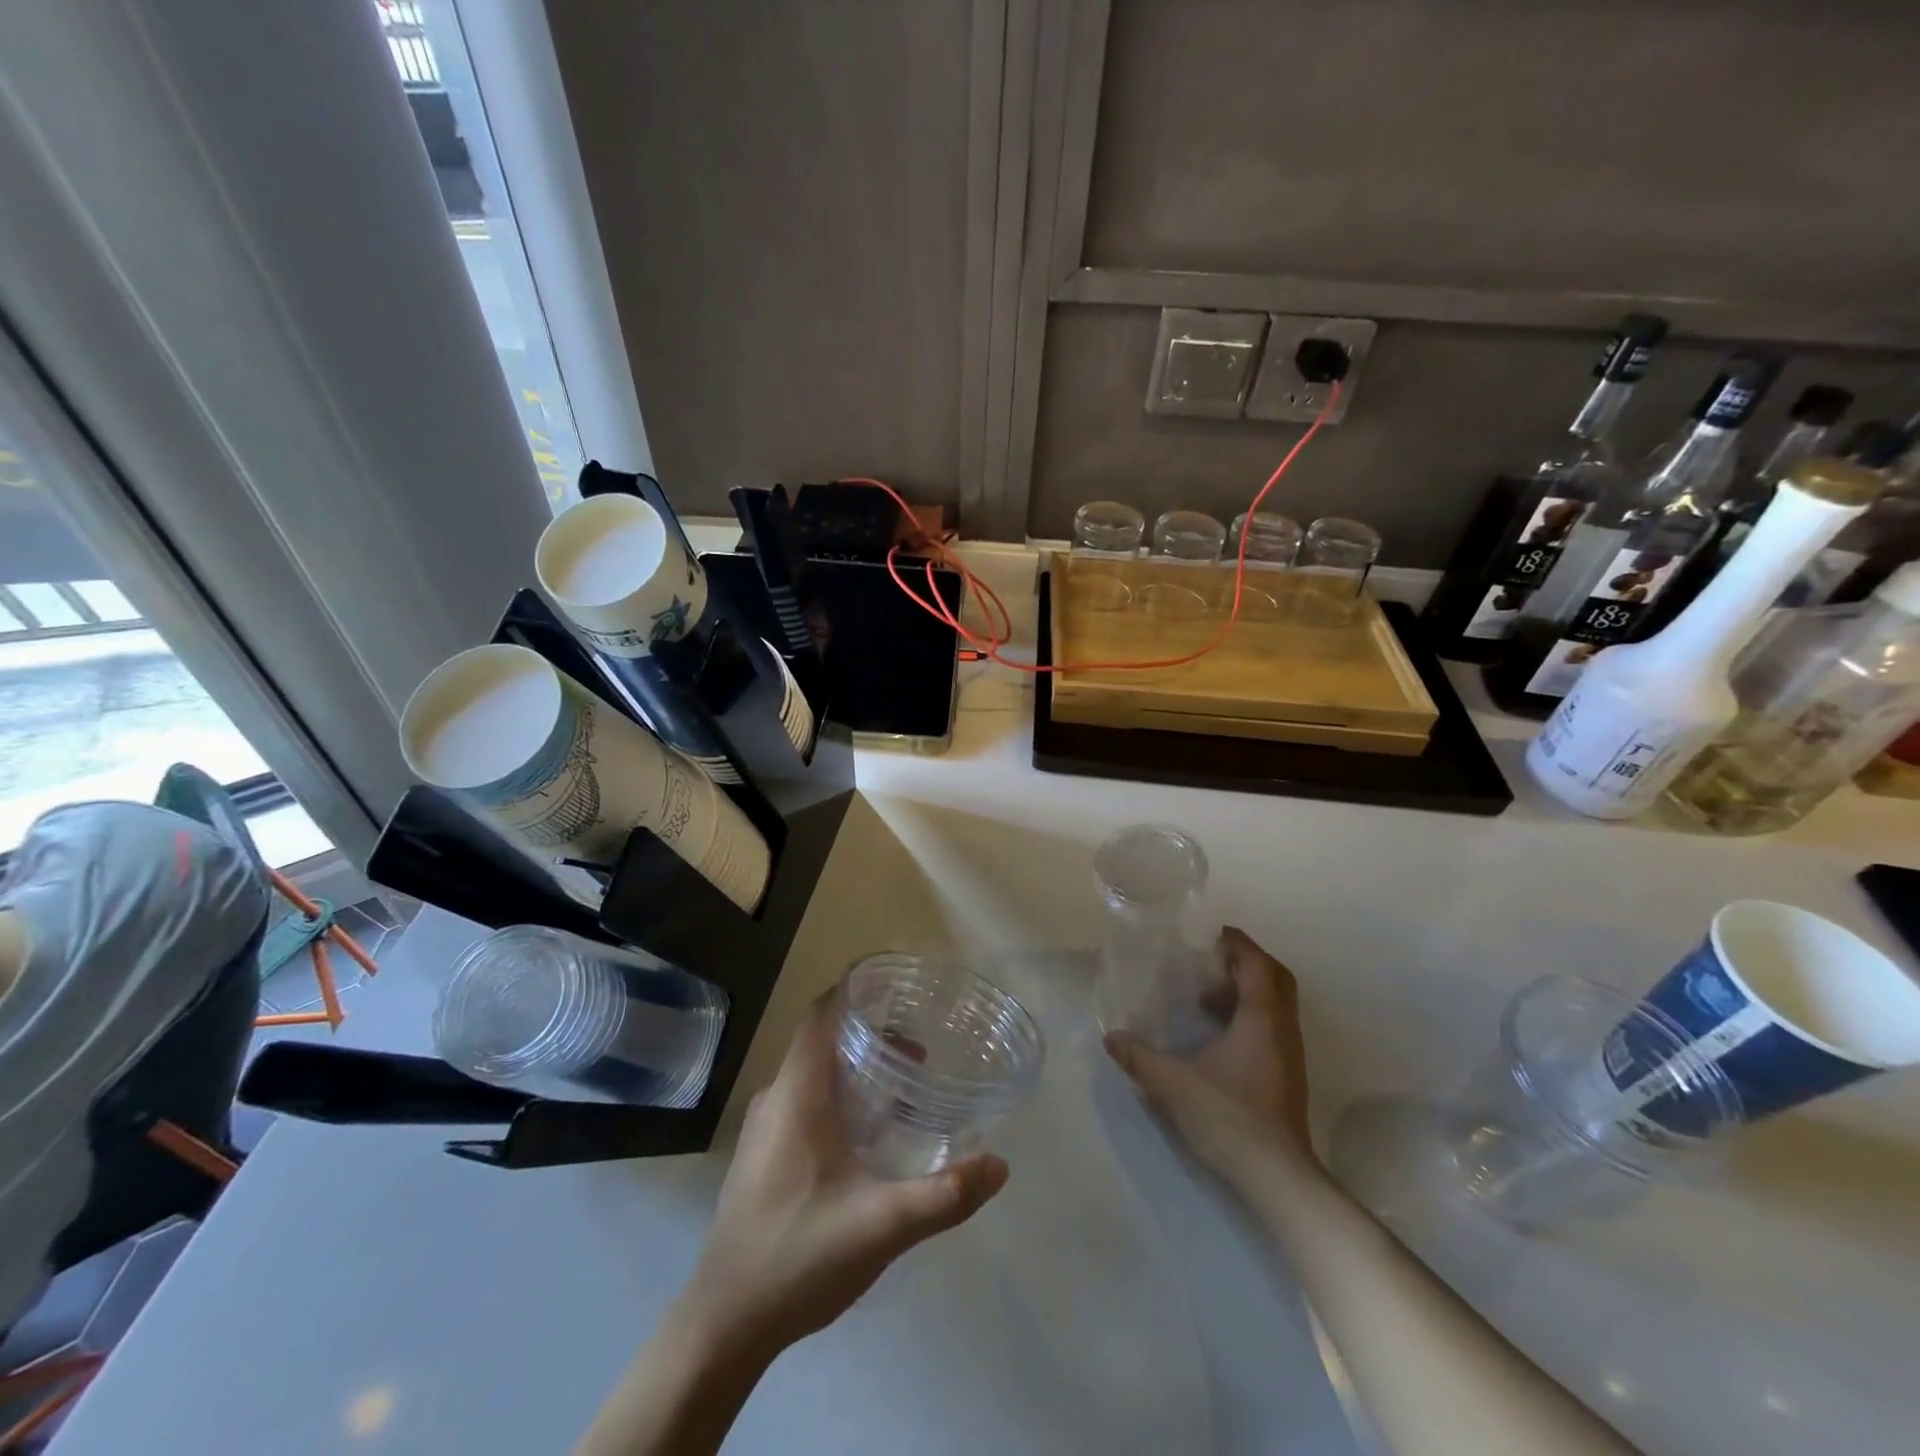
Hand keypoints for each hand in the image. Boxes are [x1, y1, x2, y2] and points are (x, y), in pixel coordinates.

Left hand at [676, 989, 1009, 1362]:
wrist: (723, 1326)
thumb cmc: (797, 1257)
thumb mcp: (880, 1227)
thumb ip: (943, 1196)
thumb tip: (999, 1166)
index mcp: (796, 1095)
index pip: (822, 1015)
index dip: (856, 993)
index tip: (899, 992)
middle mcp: (776, 1099)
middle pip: (823, 1042)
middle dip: (871, 1037)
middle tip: (920, 1052)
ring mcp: (764, 1129)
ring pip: (814, 1076)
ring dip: (856, 1071)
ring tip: (904, 1090)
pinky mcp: (763, 1156)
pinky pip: (804, 1103)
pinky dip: (840, 1098)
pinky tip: (869, 1136)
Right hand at [1104, 927, 1313, 1179]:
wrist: (1278, 1177)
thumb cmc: (1230, 1117)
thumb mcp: (1173, 1084)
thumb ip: (1139, 1057)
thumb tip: (1111, 1037)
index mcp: (1261, 1017)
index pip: (1255, 961)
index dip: (1233, 942)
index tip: (1203, 935)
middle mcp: (1281, 1027)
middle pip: (1273, 976)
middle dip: (1242, 961)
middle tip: (1207, 960)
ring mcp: (1289, 1052)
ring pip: (1275, 1002)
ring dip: (1244, 989)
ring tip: (1204, 997)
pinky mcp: (1287, 1073)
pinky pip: (1271, 1024)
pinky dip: (1247, 1014)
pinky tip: (1216, 1035)